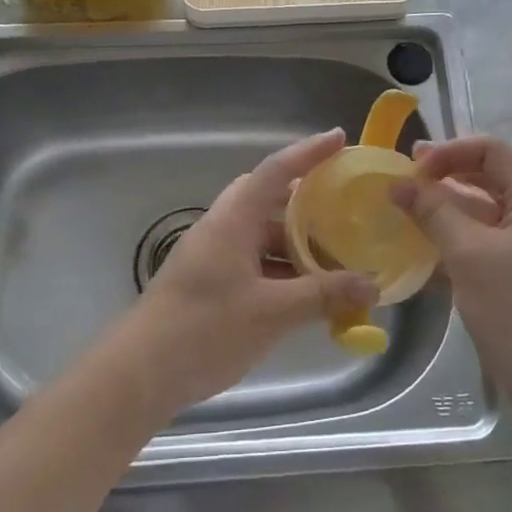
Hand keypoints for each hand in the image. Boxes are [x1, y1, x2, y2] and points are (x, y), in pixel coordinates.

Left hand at [124, 129, 378, 411]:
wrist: (140, 373)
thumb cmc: (205, 329)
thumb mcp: (271, 312)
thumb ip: (322, 296)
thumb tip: (371, 285)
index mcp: (233, 220)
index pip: (275, 171)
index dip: (308, 152)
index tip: (339, 138)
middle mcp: (223, 229)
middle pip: (268, 199)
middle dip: (306, 201)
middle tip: (342, 207)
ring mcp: (214, 256)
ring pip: (262, 235)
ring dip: (296, 243)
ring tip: (336, 258)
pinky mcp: (211, 283)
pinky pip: (254, 262)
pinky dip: (282, 270)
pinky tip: (307, 293)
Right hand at [391, 136, 511, 419]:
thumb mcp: (470, 256)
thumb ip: (434, 213)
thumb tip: (398, 183)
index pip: (491, 150)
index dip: (449, 151)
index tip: (413, 169)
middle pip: (487, 179)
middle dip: (443, 179)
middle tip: (401, 185)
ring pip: (483, 215)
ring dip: (445, 213)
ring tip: (404, 218)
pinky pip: (485, 246)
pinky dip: (455, 244)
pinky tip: (423, 257)